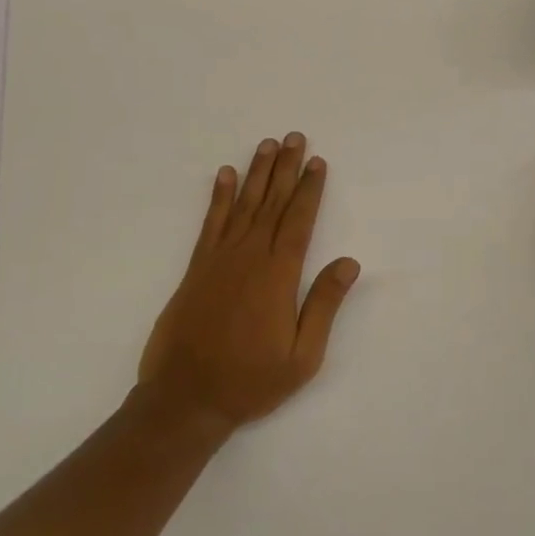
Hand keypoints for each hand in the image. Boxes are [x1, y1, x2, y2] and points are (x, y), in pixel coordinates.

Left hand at [137, 133, 361, 432]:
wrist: (185, 398)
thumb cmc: (250, 381)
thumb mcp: (302, 356)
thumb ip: (323, 305)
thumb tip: (349, 262)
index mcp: (278, 275)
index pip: (299, 220)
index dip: (309, 189)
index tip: (317, 162)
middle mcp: (249, 257)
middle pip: (272, 203)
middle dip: (285, 168)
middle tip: (294, 137)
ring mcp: (219, 259)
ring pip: (243, 205)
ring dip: (256, 173)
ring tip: (267, 145)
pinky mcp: (196, 268)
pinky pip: (210, 223)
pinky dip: (219, 197)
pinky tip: (225, 175)